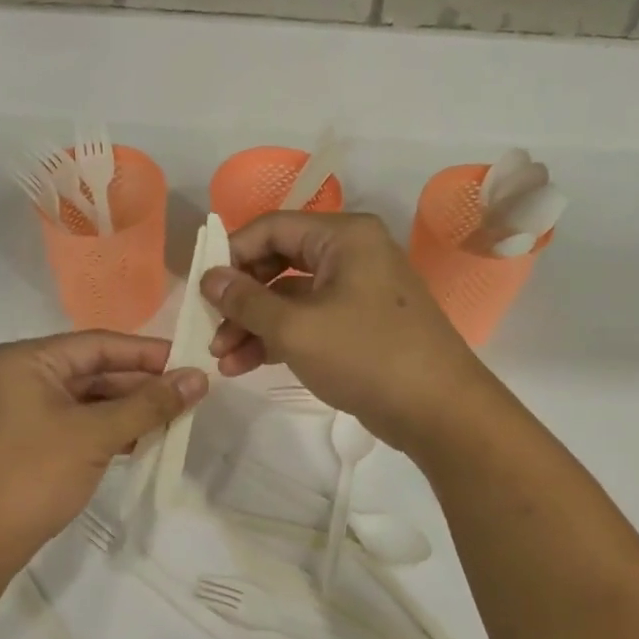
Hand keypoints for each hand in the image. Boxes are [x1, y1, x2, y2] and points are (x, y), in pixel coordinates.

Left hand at [0, 332, 206, 575]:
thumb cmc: (34, 477)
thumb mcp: (95, 436)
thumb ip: (149, 405)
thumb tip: (199, 378)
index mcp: (25, 361)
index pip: (98, 344)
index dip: (148, 353)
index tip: (191, 362)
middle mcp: (17, 376)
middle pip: (91, 370)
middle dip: (140, 385)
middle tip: (188, 395)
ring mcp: (17, 410)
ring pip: (84, 399)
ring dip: (127, 409)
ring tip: (173, 419)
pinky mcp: (22, 440)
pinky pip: (72, 422)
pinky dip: (105, 429)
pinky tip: (139, 441)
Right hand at [202, 212, 495, 453]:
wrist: (437, 410)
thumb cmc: (366, 355)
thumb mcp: (296, 328)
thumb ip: (246, 301)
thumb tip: (208, 278)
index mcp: (344, 236)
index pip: (272, 228)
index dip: (231, 255)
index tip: (201, 289)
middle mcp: (352, 255)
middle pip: (278, 263)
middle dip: (240, 299)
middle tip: (210, 330)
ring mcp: (357, 292)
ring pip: (290, 298)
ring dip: (253, 325)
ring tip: (222, 360)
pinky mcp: (358, 326)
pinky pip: (308, 322)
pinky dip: (278, 339)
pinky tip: (246, 366)